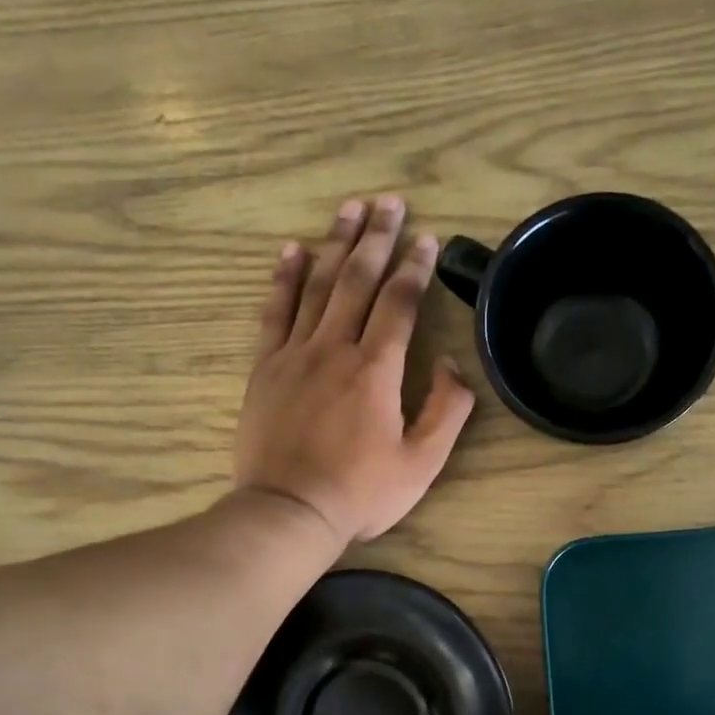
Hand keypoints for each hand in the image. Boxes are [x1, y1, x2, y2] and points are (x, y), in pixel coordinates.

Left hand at [234, 196, 475, 546]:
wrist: (288, 512)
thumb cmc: (360, 493)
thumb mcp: (422, 463)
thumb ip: (446, 409)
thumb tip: (449, 361)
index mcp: (376, 370)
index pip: (400, 303)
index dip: (416, 267)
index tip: (427, 237)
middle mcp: (334, 348)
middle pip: (357, 280)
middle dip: (377, 238)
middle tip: (390, 202)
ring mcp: (294, 354)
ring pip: (317, 286)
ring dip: (335, 244)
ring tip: (349, 209)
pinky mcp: (265, 368)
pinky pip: (274, 312)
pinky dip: (284, 278)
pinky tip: (292, 251)